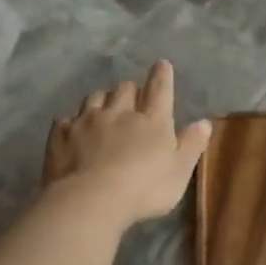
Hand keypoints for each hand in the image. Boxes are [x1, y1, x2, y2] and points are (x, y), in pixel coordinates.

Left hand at [41, 60, 211, 228]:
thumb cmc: (145, 188)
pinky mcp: (61, 136)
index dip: (162, 76)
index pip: (160, 89)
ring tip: (104, 109)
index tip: (162, 64)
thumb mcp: (180, 171)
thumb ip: (192, 145)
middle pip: (124, 89)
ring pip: (94, 98)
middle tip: (133, 97)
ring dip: (102, 100)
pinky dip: (71, 122)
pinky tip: (72, 128)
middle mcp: (119, 113)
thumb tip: (204, 122)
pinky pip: (65, 120)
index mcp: (152, 120)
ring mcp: (87, 122)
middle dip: (130, 89)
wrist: (91, 200)